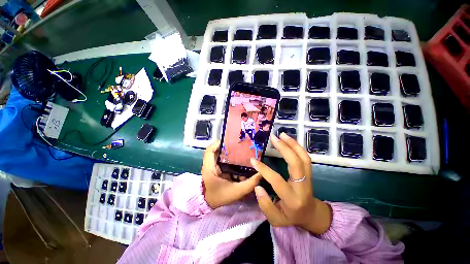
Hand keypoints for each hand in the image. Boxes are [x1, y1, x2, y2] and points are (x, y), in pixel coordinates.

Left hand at [202, 140, 261, 208]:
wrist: (211, 204)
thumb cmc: (219, 197)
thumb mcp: (236, 192)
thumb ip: (249, 183)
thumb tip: (260, 173)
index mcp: (210, 168)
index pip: (210, 150)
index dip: (219, 143)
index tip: (231, 141)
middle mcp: (210, 164)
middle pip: (218, 150)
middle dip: (229, 147)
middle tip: (241, 146)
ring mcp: (213, 166)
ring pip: (221, 155)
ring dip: (231, 153)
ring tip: (242, 152)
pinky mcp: (217, 168)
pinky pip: (224, 160)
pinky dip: (231, 160)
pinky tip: (240, 162)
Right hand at [250, 133, 331, 234]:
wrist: (310, 214)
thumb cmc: (291, 216)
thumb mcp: (276, 219)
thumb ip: (265, 205)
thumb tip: (258, 186)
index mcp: (292, 199)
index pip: (277, 180)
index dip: (264, 169)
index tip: (253, 160)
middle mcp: (302, 186)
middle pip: (296, 164)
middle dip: (284, 149)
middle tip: (273, 138)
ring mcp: (308, 178)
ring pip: (304, 158)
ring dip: (293, 144)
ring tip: (282, 134)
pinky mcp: (309, 173)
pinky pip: (305, 157)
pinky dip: (297, 147)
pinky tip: (289, 140)